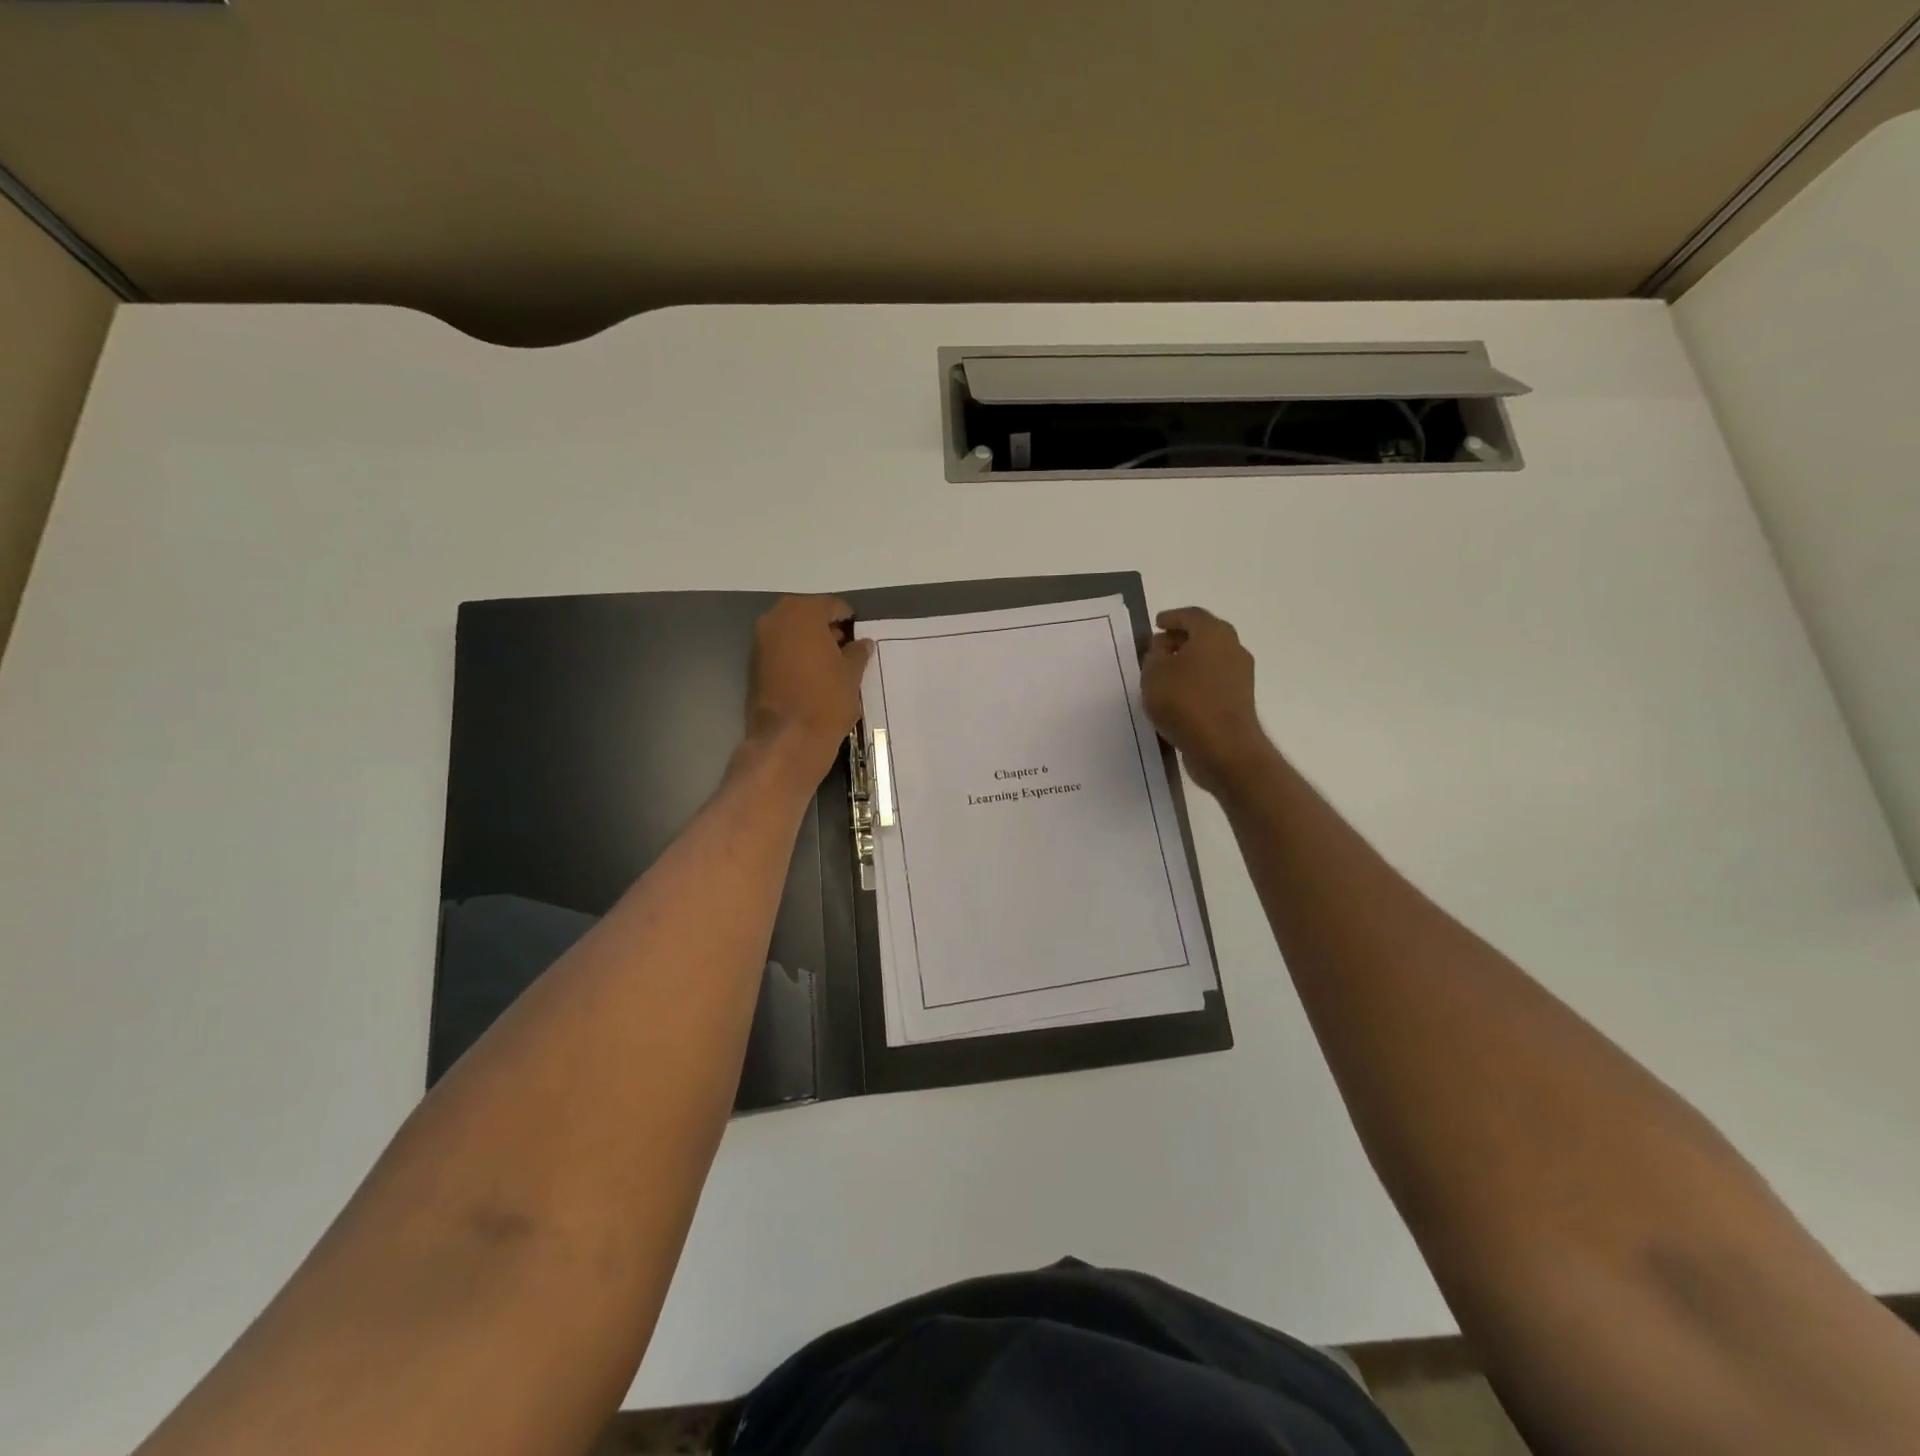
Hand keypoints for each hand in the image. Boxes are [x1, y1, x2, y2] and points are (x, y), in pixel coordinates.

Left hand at [743, 595, 872, 789]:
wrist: (788, 739)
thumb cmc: (826, 699)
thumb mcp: (852, 673)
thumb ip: (858, 652)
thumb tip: (862, 643)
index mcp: (803, 612)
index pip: (832, 605)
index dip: (848, 619)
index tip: (859, 635)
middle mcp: (776, 618)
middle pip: (808, 615)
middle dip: (826, 628)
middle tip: (846, 649)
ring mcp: (760, 641)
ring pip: (792, 632)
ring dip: (810, 642)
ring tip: (830, 664)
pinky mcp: (753, 664)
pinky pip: (780, 650)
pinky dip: (795, 656)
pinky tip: (812, 675)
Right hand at [1141, 607, 1269, 796]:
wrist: (1223, 747)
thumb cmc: (1184, 702)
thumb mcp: (1154, 673)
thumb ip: (1154, 654)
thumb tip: (1163, 647)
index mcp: (1213, 633)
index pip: (1191, 615)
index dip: (1171, 618)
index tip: (1157, 624)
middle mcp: (1232, 648)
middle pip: (1205, 635)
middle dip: (1181, 639)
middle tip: (1159, 647)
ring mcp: (1240, 675)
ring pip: (1211, 658)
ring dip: (1190, 661)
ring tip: (1165, 673)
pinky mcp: (1240, 699)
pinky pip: (1214, 680)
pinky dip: (1197, 680)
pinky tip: (1179, 694)